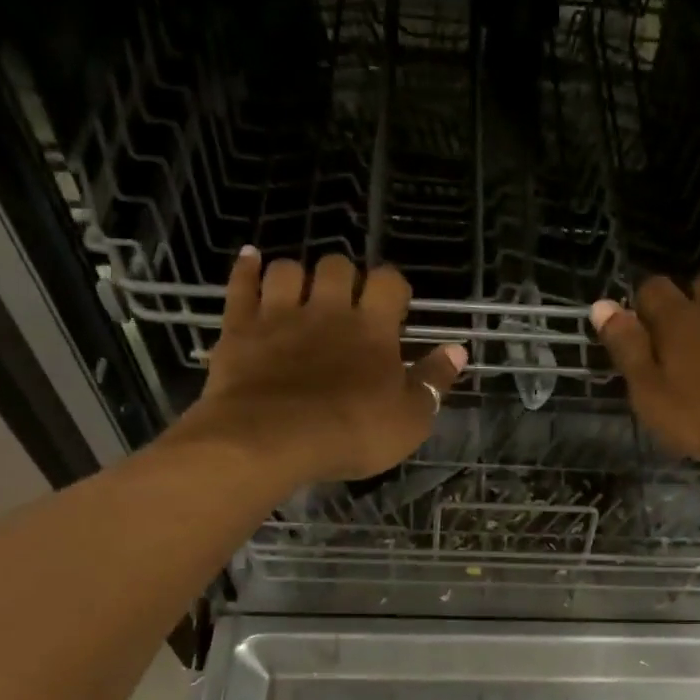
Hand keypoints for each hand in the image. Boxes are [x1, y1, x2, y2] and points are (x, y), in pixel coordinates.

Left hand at [168, 250, 465, 483]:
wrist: (272, 440)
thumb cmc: (352, 433)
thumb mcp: (410, 419)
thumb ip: (434, 381)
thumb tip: (458, 349)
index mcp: (372, 330)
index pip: (389, 283)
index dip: (393, 287)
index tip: (394, 306)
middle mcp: (327, 310)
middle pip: (337, 266)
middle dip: (344, 276)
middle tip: (345, 303)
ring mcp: (280, 315)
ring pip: (288, 269)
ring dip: (297, 275)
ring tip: (301, 293)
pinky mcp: (240, 329)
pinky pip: (241, 285)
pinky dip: (246, 269)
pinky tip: (250, 260)